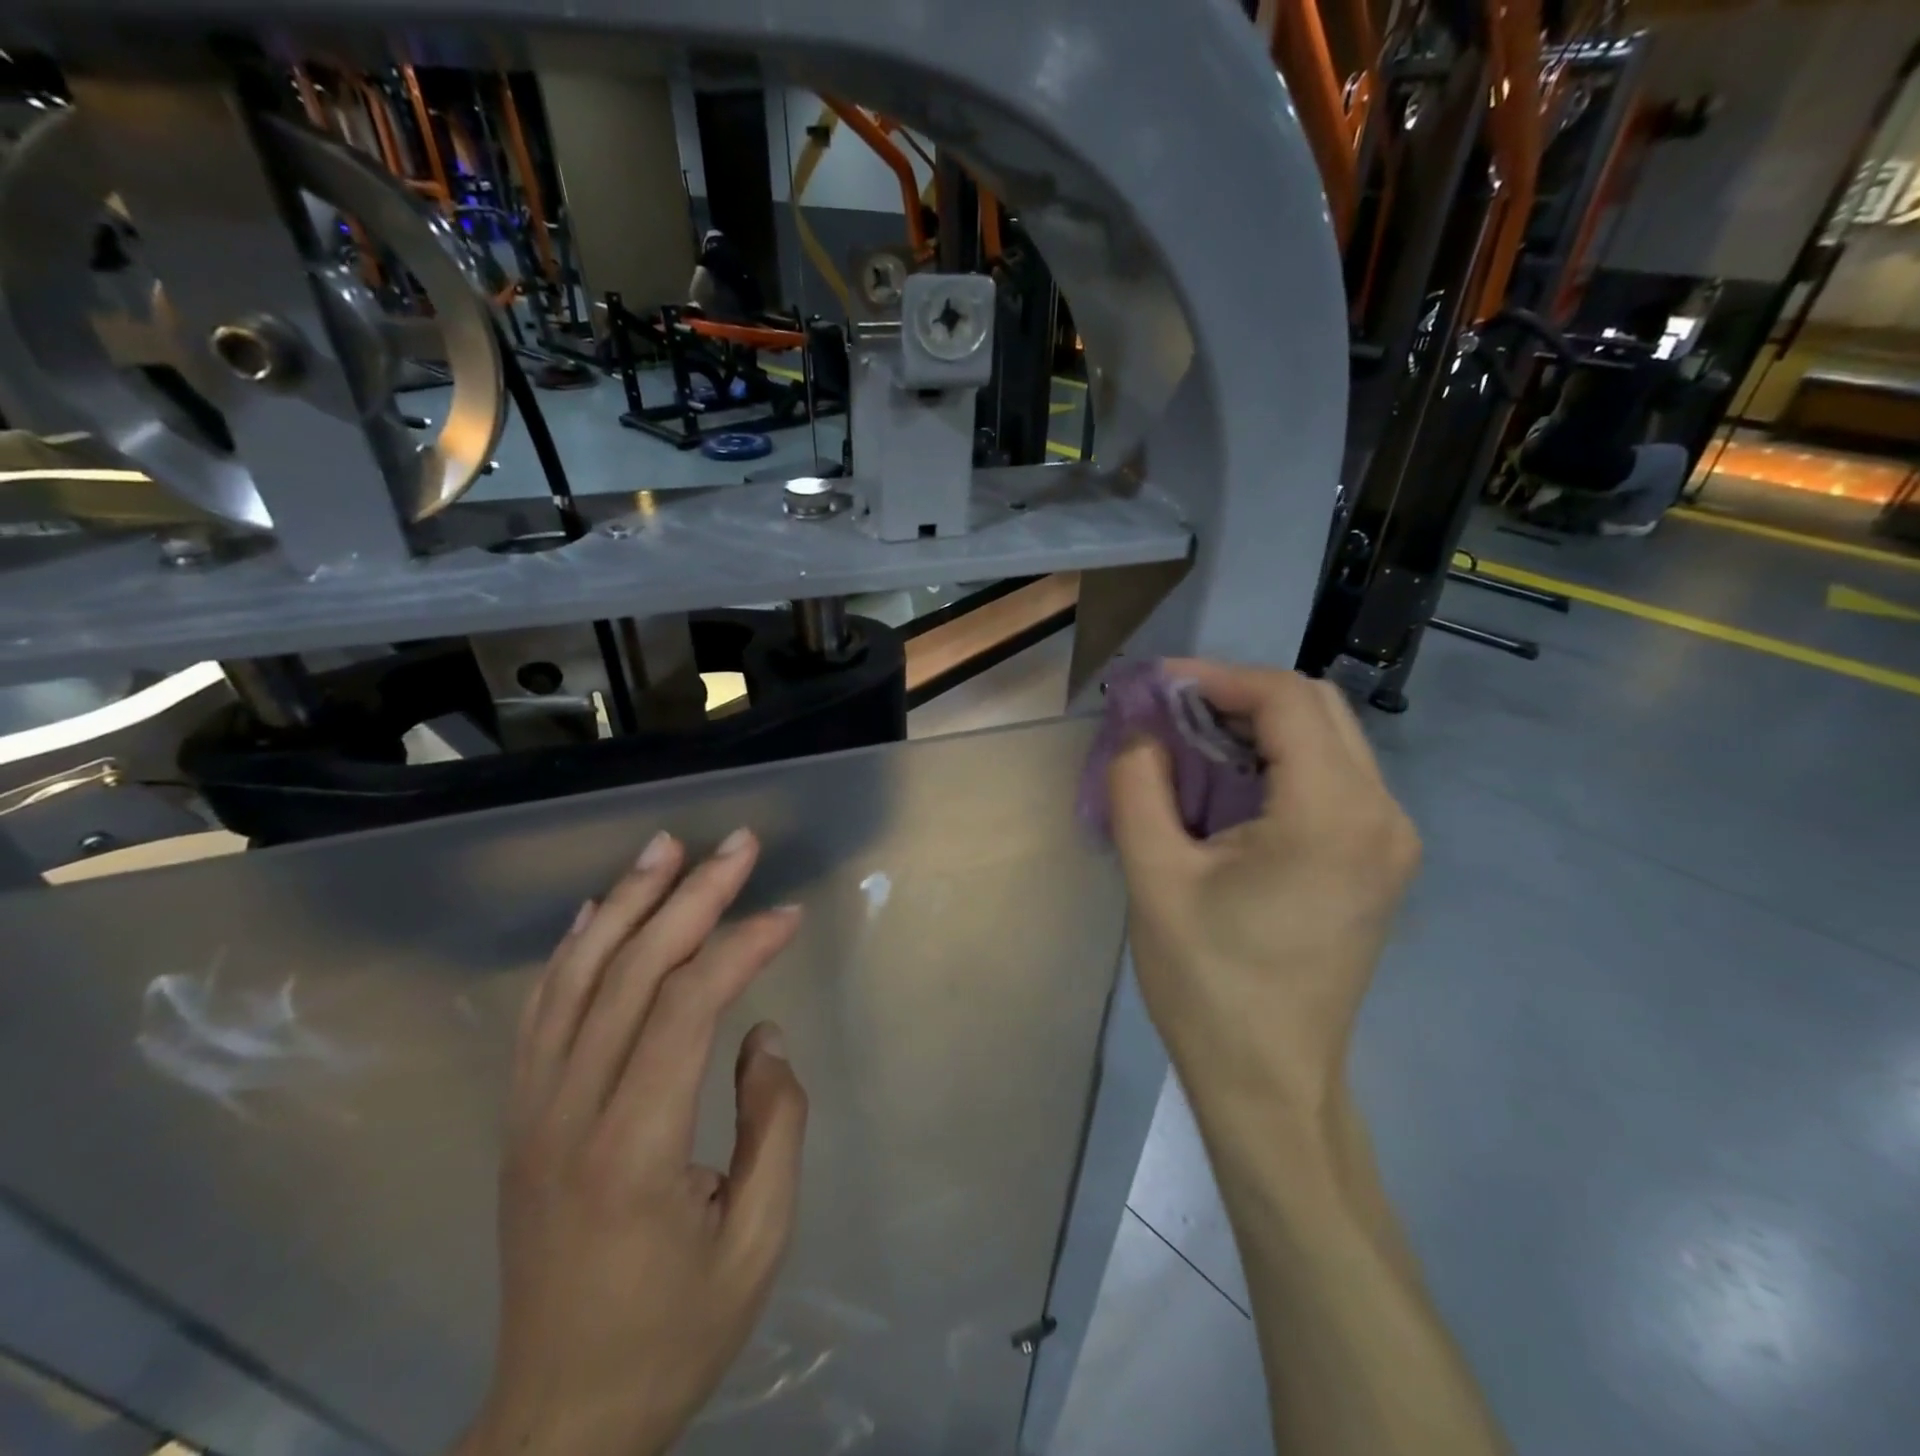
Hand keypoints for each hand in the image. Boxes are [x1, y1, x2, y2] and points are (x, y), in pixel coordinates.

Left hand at [459, 828, 808, 1455]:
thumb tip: (764, 1034)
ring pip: (576, 977)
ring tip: (665, 847)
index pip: (688, 1008)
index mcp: (633, 1148)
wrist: (557, 1421)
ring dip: (625, 902)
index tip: (790, 915)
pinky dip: (572, 949)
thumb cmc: (672, 1335)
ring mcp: (532, 1111)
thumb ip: (773, 1125)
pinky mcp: (521, 1117)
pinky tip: (596, 911)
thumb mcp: (757, 1243)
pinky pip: (542, 1011)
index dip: (743, 947)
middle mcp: (568, 1113)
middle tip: (737, 844)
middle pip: (630, 973)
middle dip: (690, 897)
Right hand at [1108, 661, 1418, 1113]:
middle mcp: (1381, 814)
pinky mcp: (1380, 859)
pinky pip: (1334, 775)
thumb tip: (1139, 729)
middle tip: (1170, 711)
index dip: (1216, 676)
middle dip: (1237, 694)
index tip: (1155, 685)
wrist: (1271, 1080)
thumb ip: (1138, 785)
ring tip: (1191, 741)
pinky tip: (1230, 783)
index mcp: (1332, 815)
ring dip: (1259, 725)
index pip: (1285, 699)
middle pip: (1316, 707)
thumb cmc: (1208, 983)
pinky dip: (1279, 759)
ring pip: (1329, 737)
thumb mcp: (1154, 877)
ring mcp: (1390, 838)